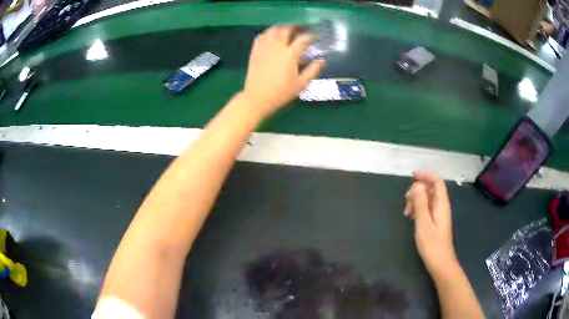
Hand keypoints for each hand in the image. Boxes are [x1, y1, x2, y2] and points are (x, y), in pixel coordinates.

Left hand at [242, 25, 324, 117]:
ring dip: (282, 27)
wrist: (257, 98)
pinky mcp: (255, 51)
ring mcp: (264, 48)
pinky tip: (272, 35)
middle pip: (287, 29)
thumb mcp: (301, 84)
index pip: (303, 39)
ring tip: (288, 30)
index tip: (316, 37)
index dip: (311, 36)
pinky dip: (268, 33)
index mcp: (290, 54)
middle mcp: (277, 47)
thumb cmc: (281, 93)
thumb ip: (313, 70)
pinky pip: (261, 36)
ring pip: (273, 30)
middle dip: (296, 27)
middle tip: (302, 30)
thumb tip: (322, 61)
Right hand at [404, 171, 457, 276]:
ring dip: (417, 200)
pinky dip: (419, 208)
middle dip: (418, 190)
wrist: (440, 263)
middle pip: (432, 189)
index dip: (426, 175)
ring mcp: (439, 214)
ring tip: (407, 212)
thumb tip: (417, 185)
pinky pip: (427, 208)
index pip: (437, 182)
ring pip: (428, 198)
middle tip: (406, 201)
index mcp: (442, 204)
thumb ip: (421, 204)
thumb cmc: (432, 245)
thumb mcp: (423, 224)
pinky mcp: (436, 222)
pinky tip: (411, 217)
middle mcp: (442, 206)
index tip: (412, 176)